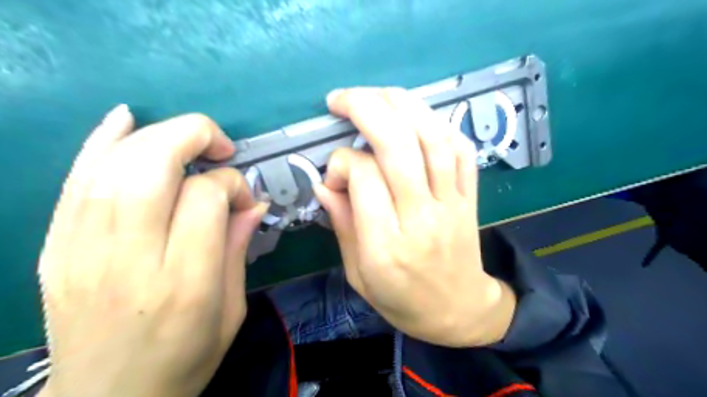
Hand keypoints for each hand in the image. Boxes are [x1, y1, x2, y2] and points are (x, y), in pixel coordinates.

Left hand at [37, 106, 266, 396]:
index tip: (243, 199)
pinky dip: (102, 141)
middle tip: (221, 148)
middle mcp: (130, 258)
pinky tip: (125, 119)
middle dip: (194, 137)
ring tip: (191, 141)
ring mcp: (83, 250)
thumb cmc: (185, 358)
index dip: (231, 185)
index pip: (206, 198)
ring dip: (160, 136)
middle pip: (154, 166)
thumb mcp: (232, 309)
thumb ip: (239, 249)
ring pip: (116, 165)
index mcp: (185, 282)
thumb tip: (254, 202)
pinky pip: (76, 180)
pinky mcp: (56, 248)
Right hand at [319, 87, 517, 346]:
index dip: (341, 163)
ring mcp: (452, 203)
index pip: (363, 177)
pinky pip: (461, 150)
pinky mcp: (472, 197)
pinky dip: (439, 124)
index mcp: (386, 245)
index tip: (334, 174)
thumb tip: (324, 183)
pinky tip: (417, 117)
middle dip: (366, 109)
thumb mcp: (358, 274)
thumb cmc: (402, 299)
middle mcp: (421, 217)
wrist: (459, 310)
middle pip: (398, 146)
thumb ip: (342, 225)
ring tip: (377, 94)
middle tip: (342, 98)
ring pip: (432, 138)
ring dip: (402, 104)